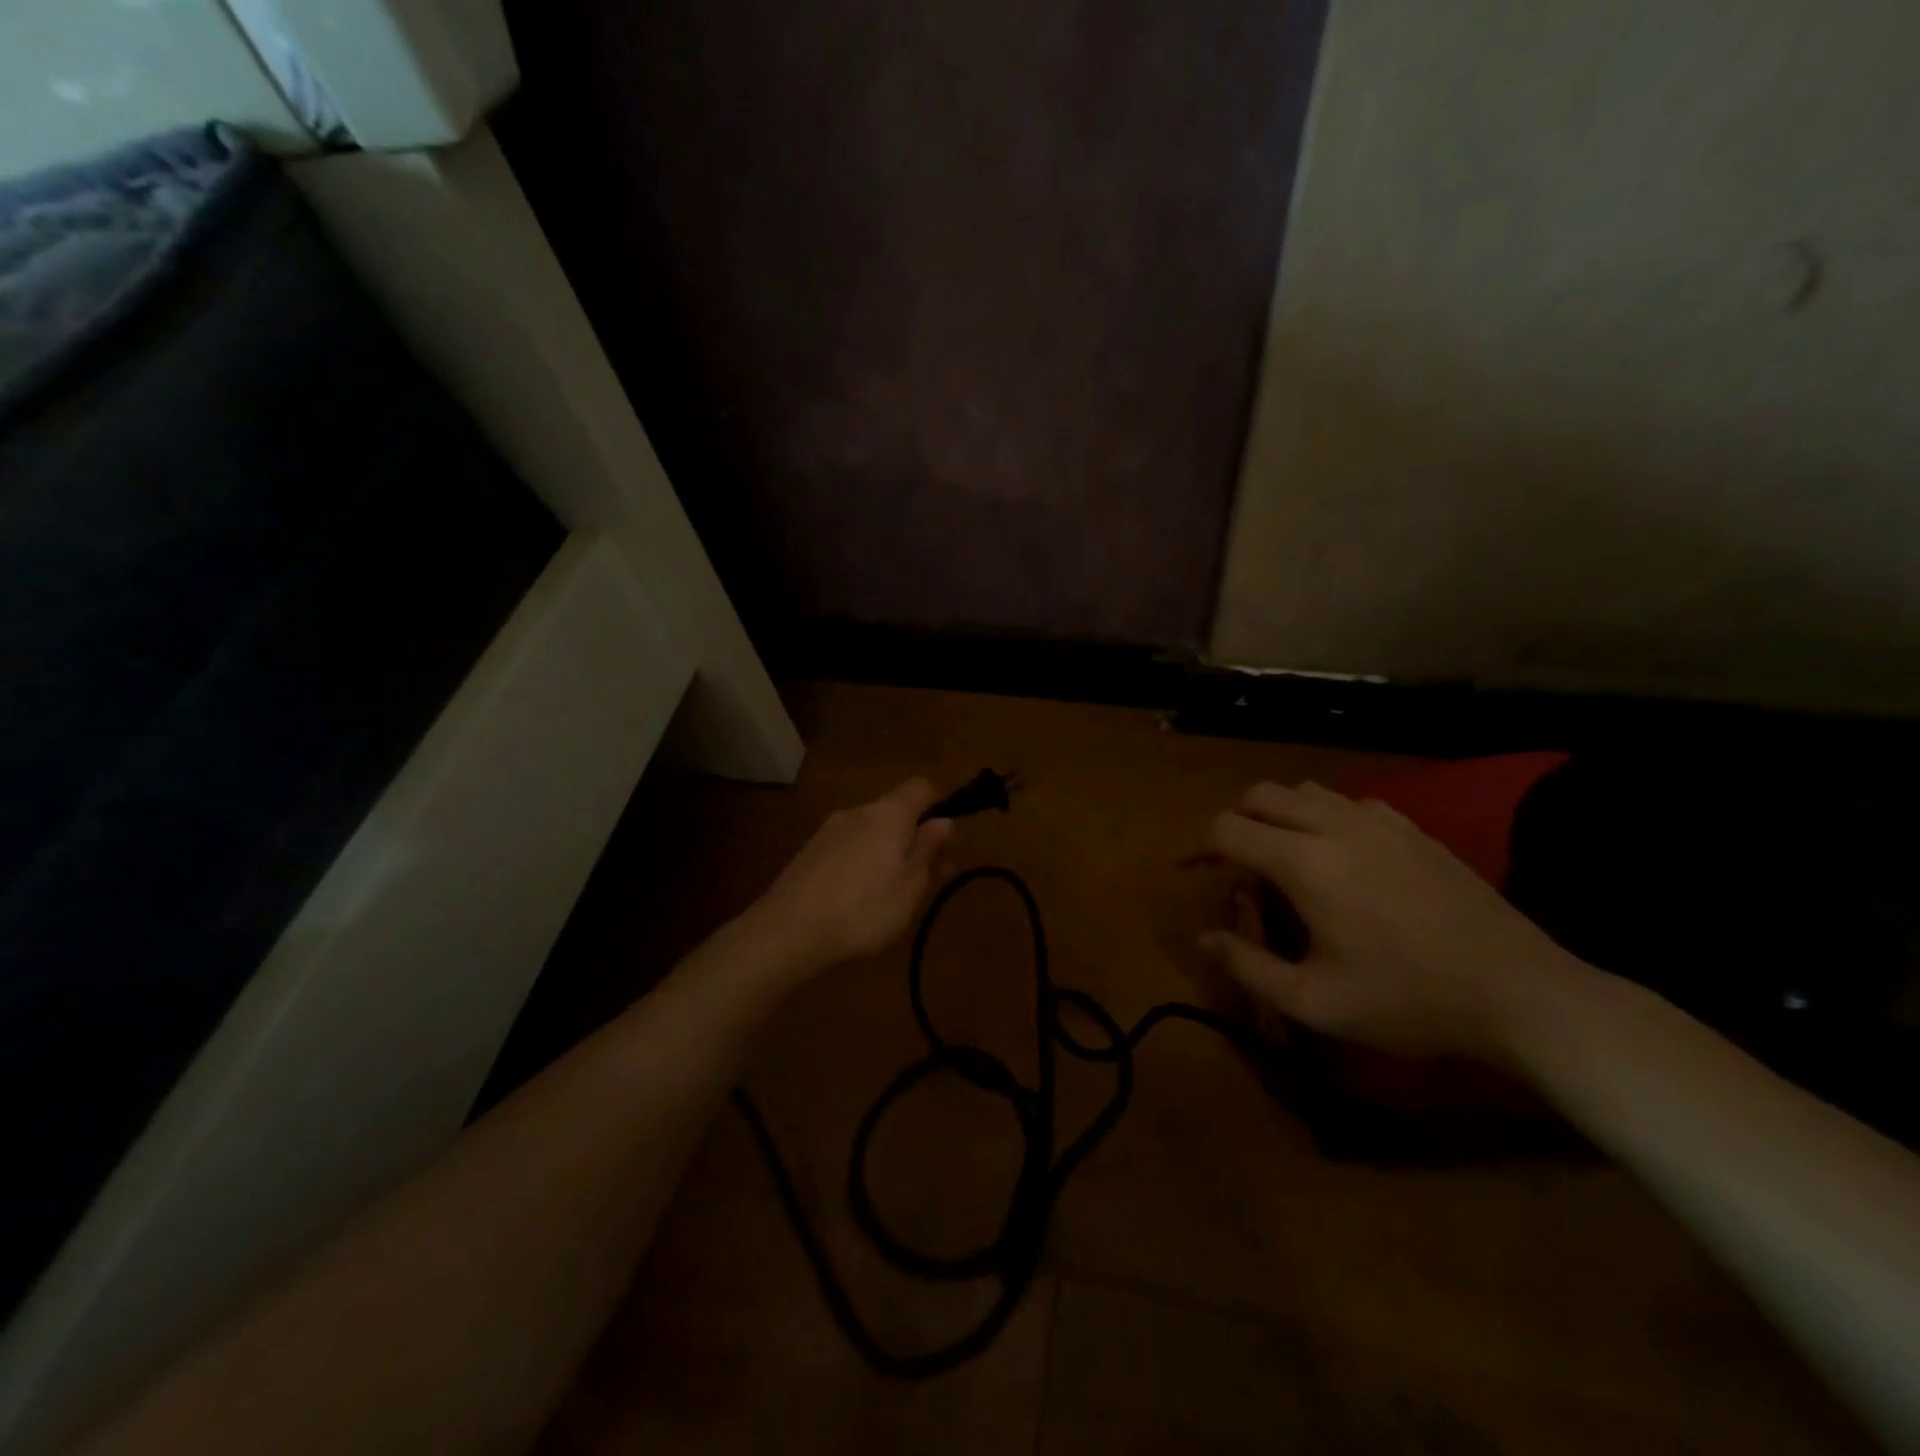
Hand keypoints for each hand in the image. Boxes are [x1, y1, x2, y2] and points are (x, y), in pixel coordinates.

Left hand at [744, 779, 954, 975]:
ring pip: (871, 831)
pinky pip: (848, 847)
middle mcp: (857, 811)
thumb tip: (944, 821)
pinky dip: (863, 863)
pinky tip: (860, 898)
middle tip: (931, 875)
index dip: (941, 804)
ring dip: (889, 851)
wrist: (788, 930)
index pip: (921, 787)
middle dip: (916, 836)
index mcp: (888, 813)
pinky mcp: (809, 853)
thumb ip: (928, 849)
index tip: (949, 838)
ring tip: (896, 892)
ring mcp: (829, 831)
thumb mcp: (911, 885)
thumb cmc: (864, 908)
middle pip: (896, 811)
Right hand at [1200, 781, 1586, 1063]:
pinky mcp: (1413, 829)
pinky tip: (1337, 853)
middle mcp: (1335, 826)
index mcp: (1304, 863)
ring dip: (1277, 813)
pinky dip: (1324, 816)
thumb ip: (1248, 967)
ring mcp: (1379, 822)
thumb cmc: (1408, 1001)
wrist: (1519, 993)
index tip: (1188, 870)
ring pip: (1305, 790)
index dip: (1197, 846)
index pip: (1227, 829)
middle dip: (1234, 822)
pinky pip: (1350, 802)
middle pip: (1261, 796)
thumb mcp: (1316, 1002)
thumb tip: (1203, 938)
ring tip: (1278, 854)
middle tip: (1231, 863)